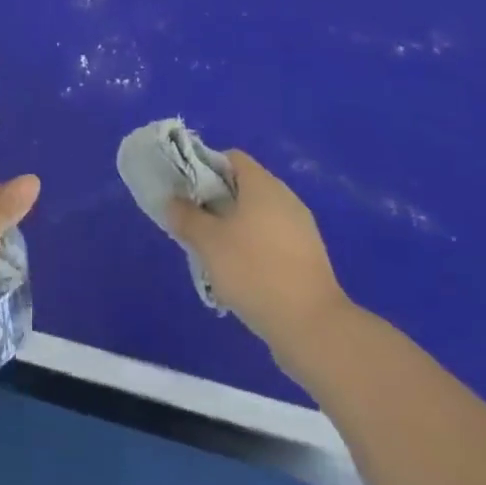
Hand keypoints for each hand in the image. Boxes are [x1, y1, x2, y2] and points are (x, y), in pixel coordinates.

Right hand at [167, 150, 353, 372]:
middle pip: (245, 187)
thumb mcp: (209, 243)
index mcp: (262, 184)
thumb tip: (173, 202)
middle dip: (218, 203)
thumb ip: (186, 217)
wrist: (312, 326)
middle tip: (197, 226)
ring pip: (259, 216)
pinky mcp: (309, 257)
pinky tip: (243, 277)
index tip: (189, 193)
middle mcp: (285, 197)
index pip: (231, 158)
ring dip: (236, 229)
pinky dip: (256, 250)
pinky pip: (274, 241)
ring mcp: (301, 228)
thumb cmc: (255, 271)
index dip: (206, 168)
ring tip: (216, 256)